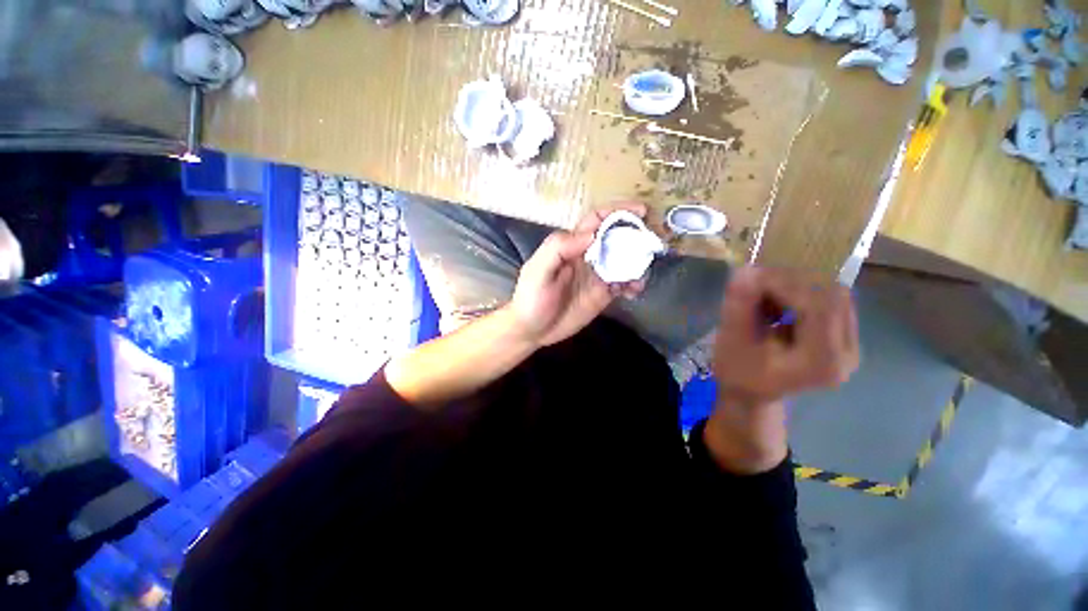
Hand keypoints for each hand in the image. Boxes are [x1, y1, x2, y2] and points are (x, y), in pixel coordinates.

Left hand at [509, 204, 647, 346]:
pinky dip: (634, 283)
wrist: (532, 330)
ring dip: (638, 263)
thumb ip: (559, 248)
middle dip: (635, 236)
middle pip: (616, 237)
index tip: (641, 211)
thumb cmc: (531, 298)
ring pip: (625, 261)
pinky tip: (634, 291)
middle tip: (651, 244)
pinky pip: (624, 283)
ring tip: (641, 275)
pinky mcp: (603, 294)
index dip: (617, 211)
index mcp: (572, 245)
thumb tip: (593, 235)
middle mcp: (588, 256)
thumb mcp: (538, 270)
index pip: (597, 220)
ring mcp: (597, 275)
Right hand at [713, 267, 859, 408]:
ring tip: (764, 293)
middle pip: (832, 295)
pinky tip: (777, 300)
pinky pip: (829, 299)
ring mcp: (850, 344)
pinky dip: (801, 291)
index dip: (787, 283)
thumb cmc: (738, 372)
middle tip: (756, 281)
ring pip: (832, 293)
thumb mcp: (732, 342)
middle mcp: (847, 352)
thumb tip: (745, 272)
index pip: (820, 306)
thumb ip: (739, 308)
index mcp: (823, 361)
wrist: (751, 392)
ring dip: (796, 285)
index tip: (752, 275)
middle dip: (791, 281)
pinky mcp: (844, 335)